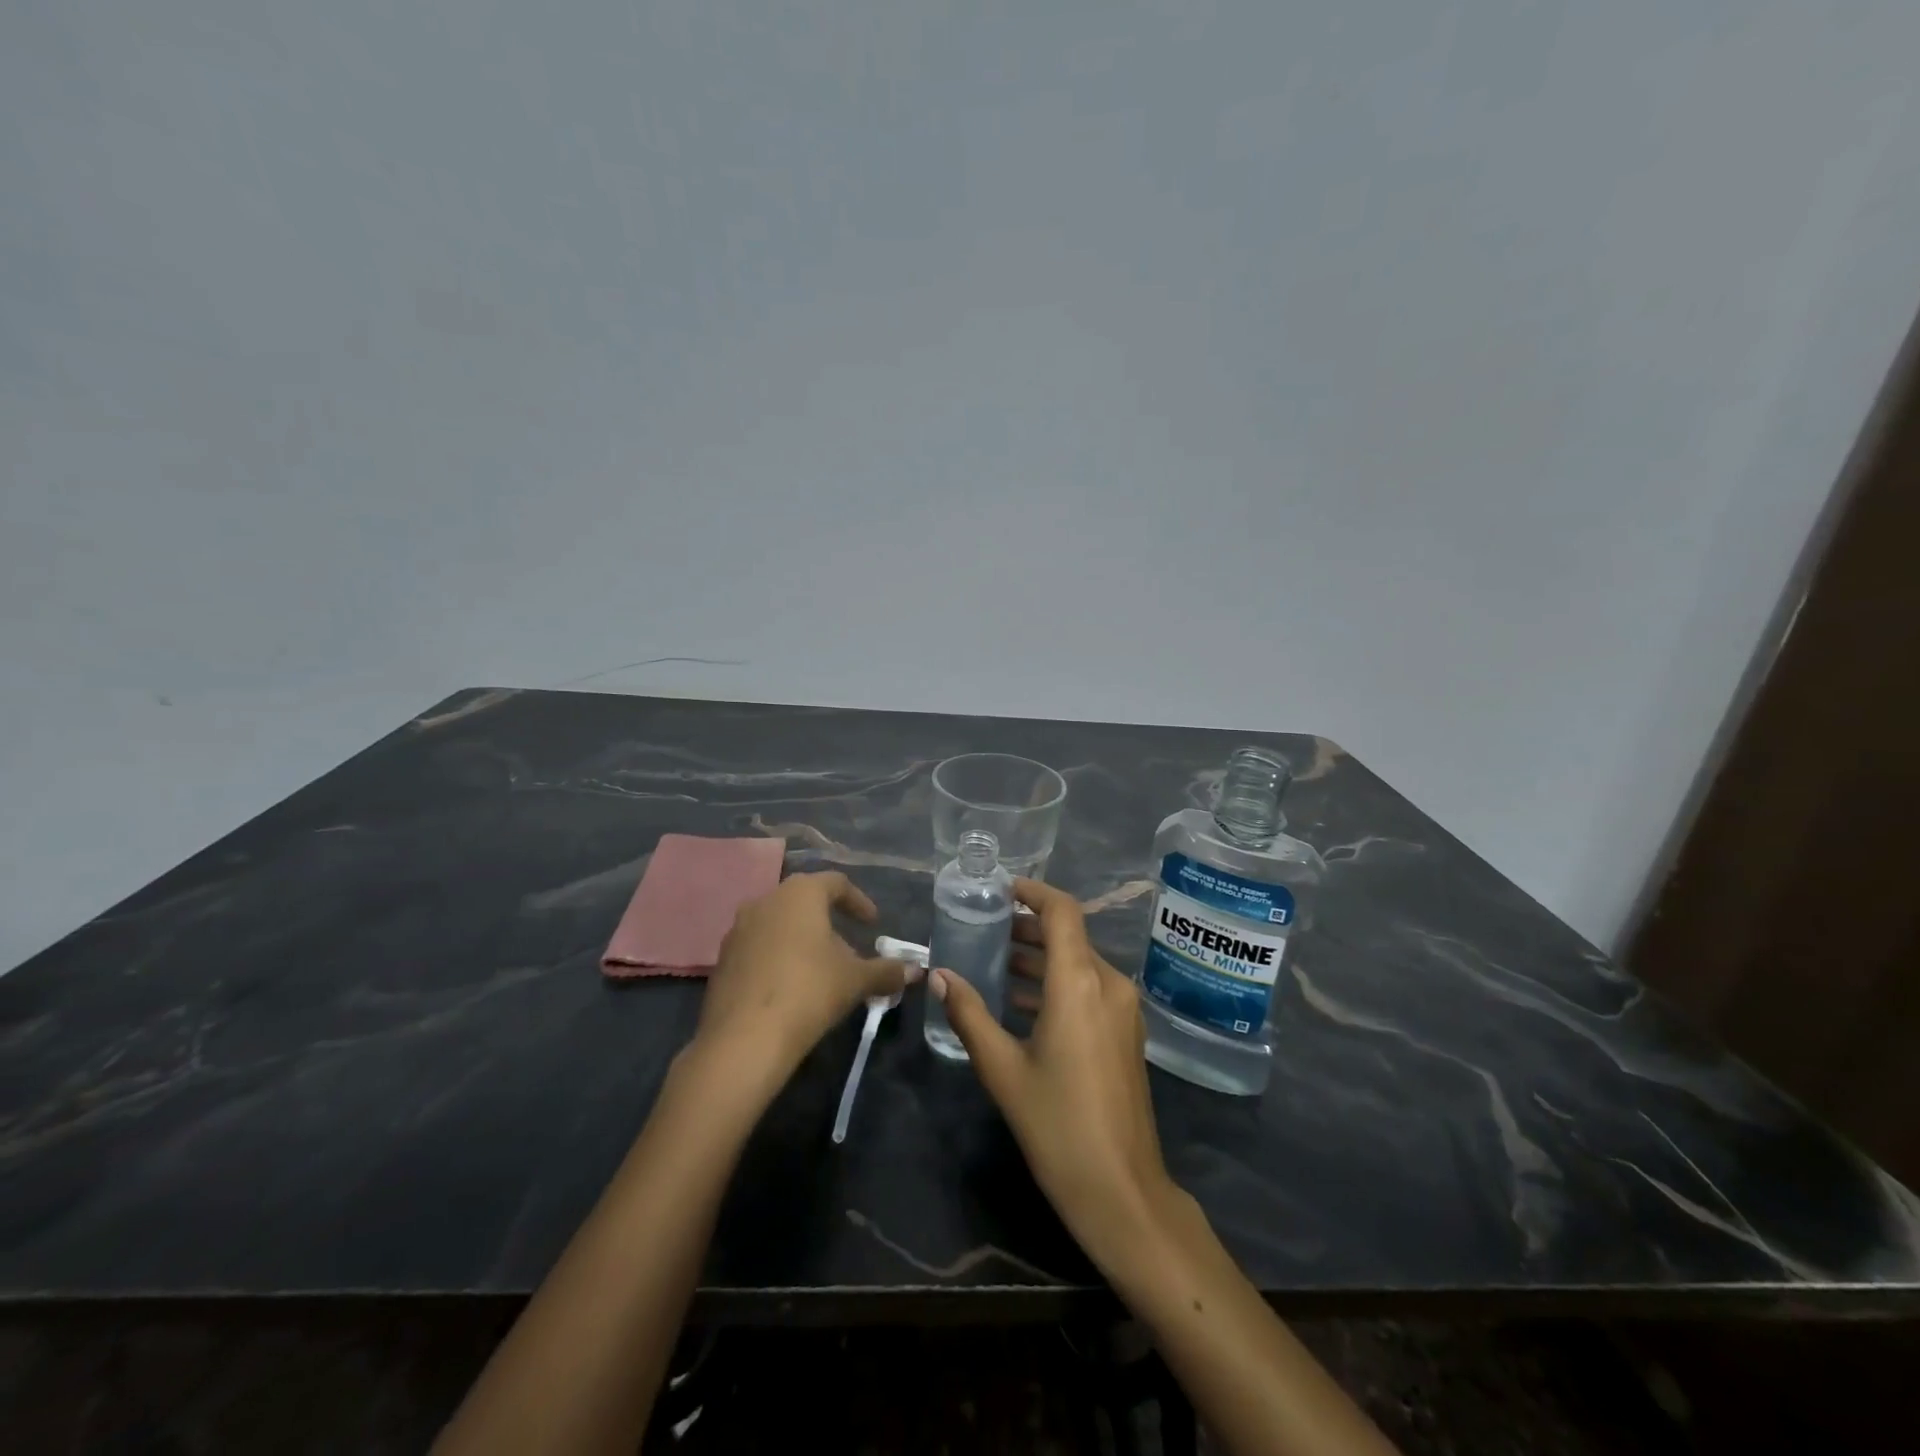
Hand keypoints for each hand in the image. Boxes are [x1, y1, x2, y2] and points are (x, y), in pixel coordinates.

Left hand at [693, 872, 917, 1086]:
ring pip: (779, 923)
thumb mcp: (856, 980)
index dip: (858, 901)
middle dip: (829, 922)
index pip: (836, 883)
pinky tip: (790, 986)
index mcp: (800, 893)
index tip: (873, 924)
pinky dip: (778, 957)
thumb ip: (887, 970)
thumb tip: (917, 971)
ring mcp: (739, 929)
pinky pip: (759, 947)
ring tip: (821, 969)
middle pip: (804, 901)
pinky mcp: (723, 959)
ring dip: (802, 939)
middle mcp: (766, 900)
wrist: (744, 1039)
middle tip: (849, 948)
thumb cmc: (809, 992)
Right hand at [930, 879, 1184, 1271]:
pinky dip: (1057, 983)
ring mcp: (1124, 1009)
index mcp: (1079, 982)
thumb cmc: (1057, 1125)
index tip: (1000, 890)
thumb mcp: (1003, 1069)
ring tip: (995, 964)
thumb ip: (969, 1014)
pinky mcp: (1127, 1032)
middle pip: (1069, 935)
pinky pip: (1089, 988)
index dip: (1033, 892)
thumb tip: (939, 975)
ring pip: (1078, 963)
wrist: (1121, 1190)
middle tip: (985, 930)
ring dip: (1040, 958)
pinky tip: (1022, 1004)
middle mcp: (1108, 984)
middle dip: (1028, 928)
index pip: (1062, 911)